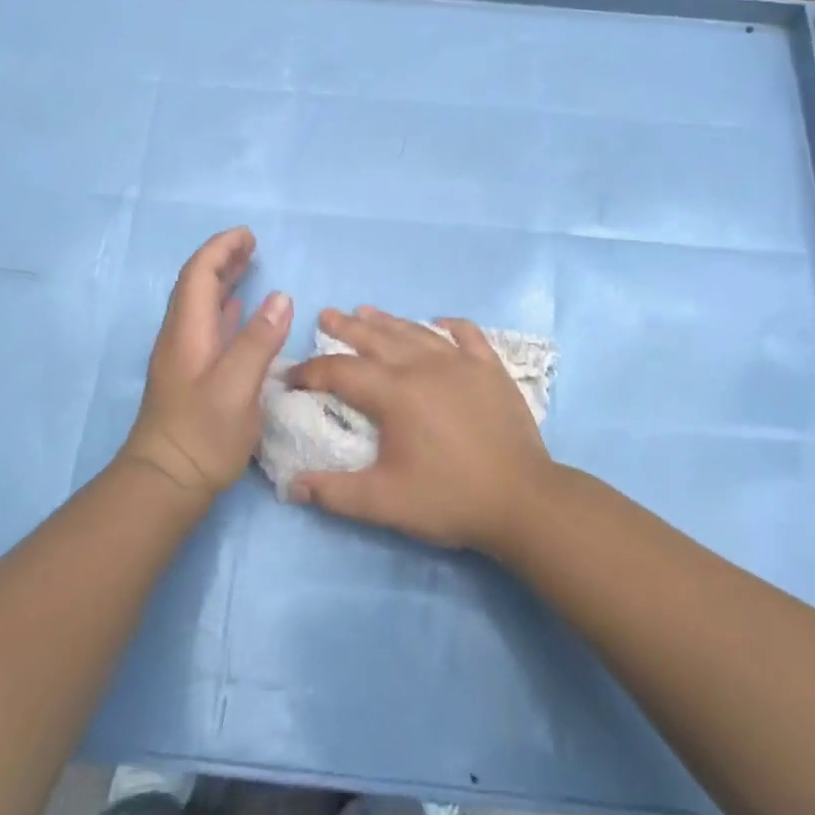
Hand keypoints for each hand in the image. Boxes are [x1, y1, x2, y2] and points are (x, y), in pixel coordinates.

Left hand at [120, 227, 291, 500]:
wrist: (165, 482)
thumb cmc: (202, 434)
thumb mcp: (237, 386)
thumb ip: (258, 340)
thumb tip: (281, 297)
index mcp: (188, 332)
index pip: (199, 275)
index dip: (221, 249)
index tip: (248, 235)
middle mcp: (180, 337)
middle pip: (196, 285)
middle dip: (222, 259)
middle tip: (252, 246)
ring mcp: (183, 357)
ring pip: (201, 305)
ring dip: (223, 281)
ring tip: (249, 268)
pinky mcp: (189, 376)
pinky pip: (207, 326)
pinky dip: (225, 309)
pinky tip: (239, 314)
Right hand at [286, 307, 555, 554]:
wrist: (522, 500)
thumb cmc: (449, 499)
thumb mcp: (384, 502)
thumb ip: (334, 492)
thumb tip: (292, 486)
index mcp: (395, 394)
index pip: (341, 372)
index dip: (312, 372)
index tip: (292, 376)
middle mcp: (424, 367)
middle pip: (377, 338)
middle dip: (346, 327)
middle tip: (326, 315)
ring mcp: (462, 364)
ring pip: (416, 332)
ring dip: (388, 321)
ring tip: (366, 311)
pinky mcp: (491, 370)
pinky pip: (468, 335)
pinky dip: (450, 325)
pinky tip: (439, 322)